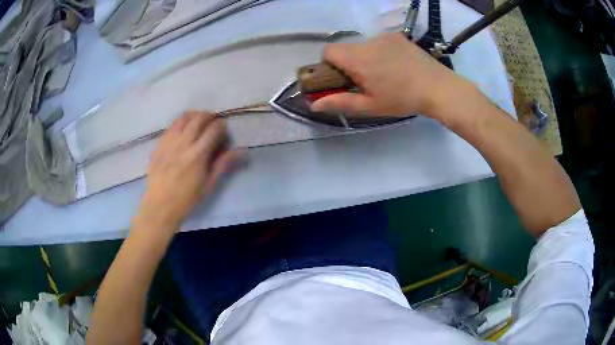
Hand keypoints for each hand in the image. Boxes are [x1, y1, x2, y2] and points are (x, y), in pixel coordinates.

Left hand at [134, 111, 241, 231]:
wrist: (160, 205)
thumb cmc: (187, 198)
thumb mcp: (209, 184)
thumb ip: (224, 164)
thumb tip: (242, 151)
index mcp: (198, 154)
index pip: (214, 129)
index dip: (221, 126)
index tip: (223, 131)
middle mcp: (184, 143)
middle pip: (198, 118)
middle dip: (209, 116)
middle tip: (212, 123)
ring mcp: (169, 142)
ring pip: (183, 118)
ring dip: (194, 116)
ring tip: (197, 123)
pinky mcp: (160, 144)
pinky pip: (171, 126)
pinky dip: (180, 123)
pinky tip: (183, 131)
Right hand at [311, 33, 470, 119]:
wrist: (438, 88)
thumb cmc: (403, 99)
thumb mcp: (370, 106)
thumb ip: (340, 103)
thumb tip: (314, 104)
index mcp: (358, 59)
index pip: (328, 50)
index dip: (329, 64)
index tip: (341, 78)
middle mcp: (368, 42)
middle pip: (347, 48)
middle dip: (350, 63)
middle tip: (367, 81)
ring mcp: (385, 37)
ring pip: (364, 46)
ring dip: (367, 58)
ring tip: (387, 74)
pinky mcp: (398, 36)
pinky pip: (381, 42)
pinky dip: (382, 52)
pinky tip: (398, 66)